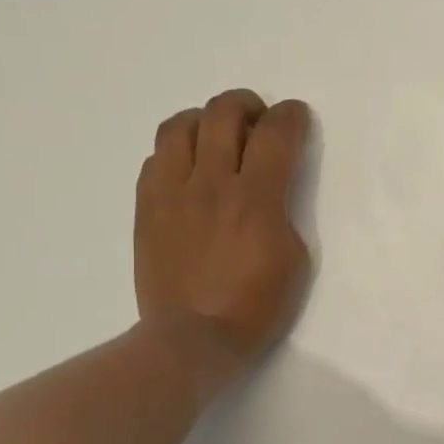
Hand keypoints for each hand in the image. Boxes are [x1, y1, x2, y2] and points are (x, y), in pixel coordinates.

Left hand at [134, 89, 311, 371]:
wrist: (194, 338)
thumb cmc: (256, 305)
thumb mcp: (294, 258)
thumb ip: (282, 211)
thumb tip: (268, 189)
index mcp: (256, 198)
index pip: (276, 133)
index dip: (291, 115)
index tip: (296, 117)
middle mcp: (212, 183)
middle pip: (224, 114)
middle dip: (247, 105)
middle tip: (257, 121)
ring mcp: (173, 192)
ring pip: (180, 126)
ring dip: (205, 120)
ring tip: (216, 136)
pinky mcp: (147, 207)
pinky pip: (156, 158)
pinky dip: (177, 152)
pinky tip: (189, 171)